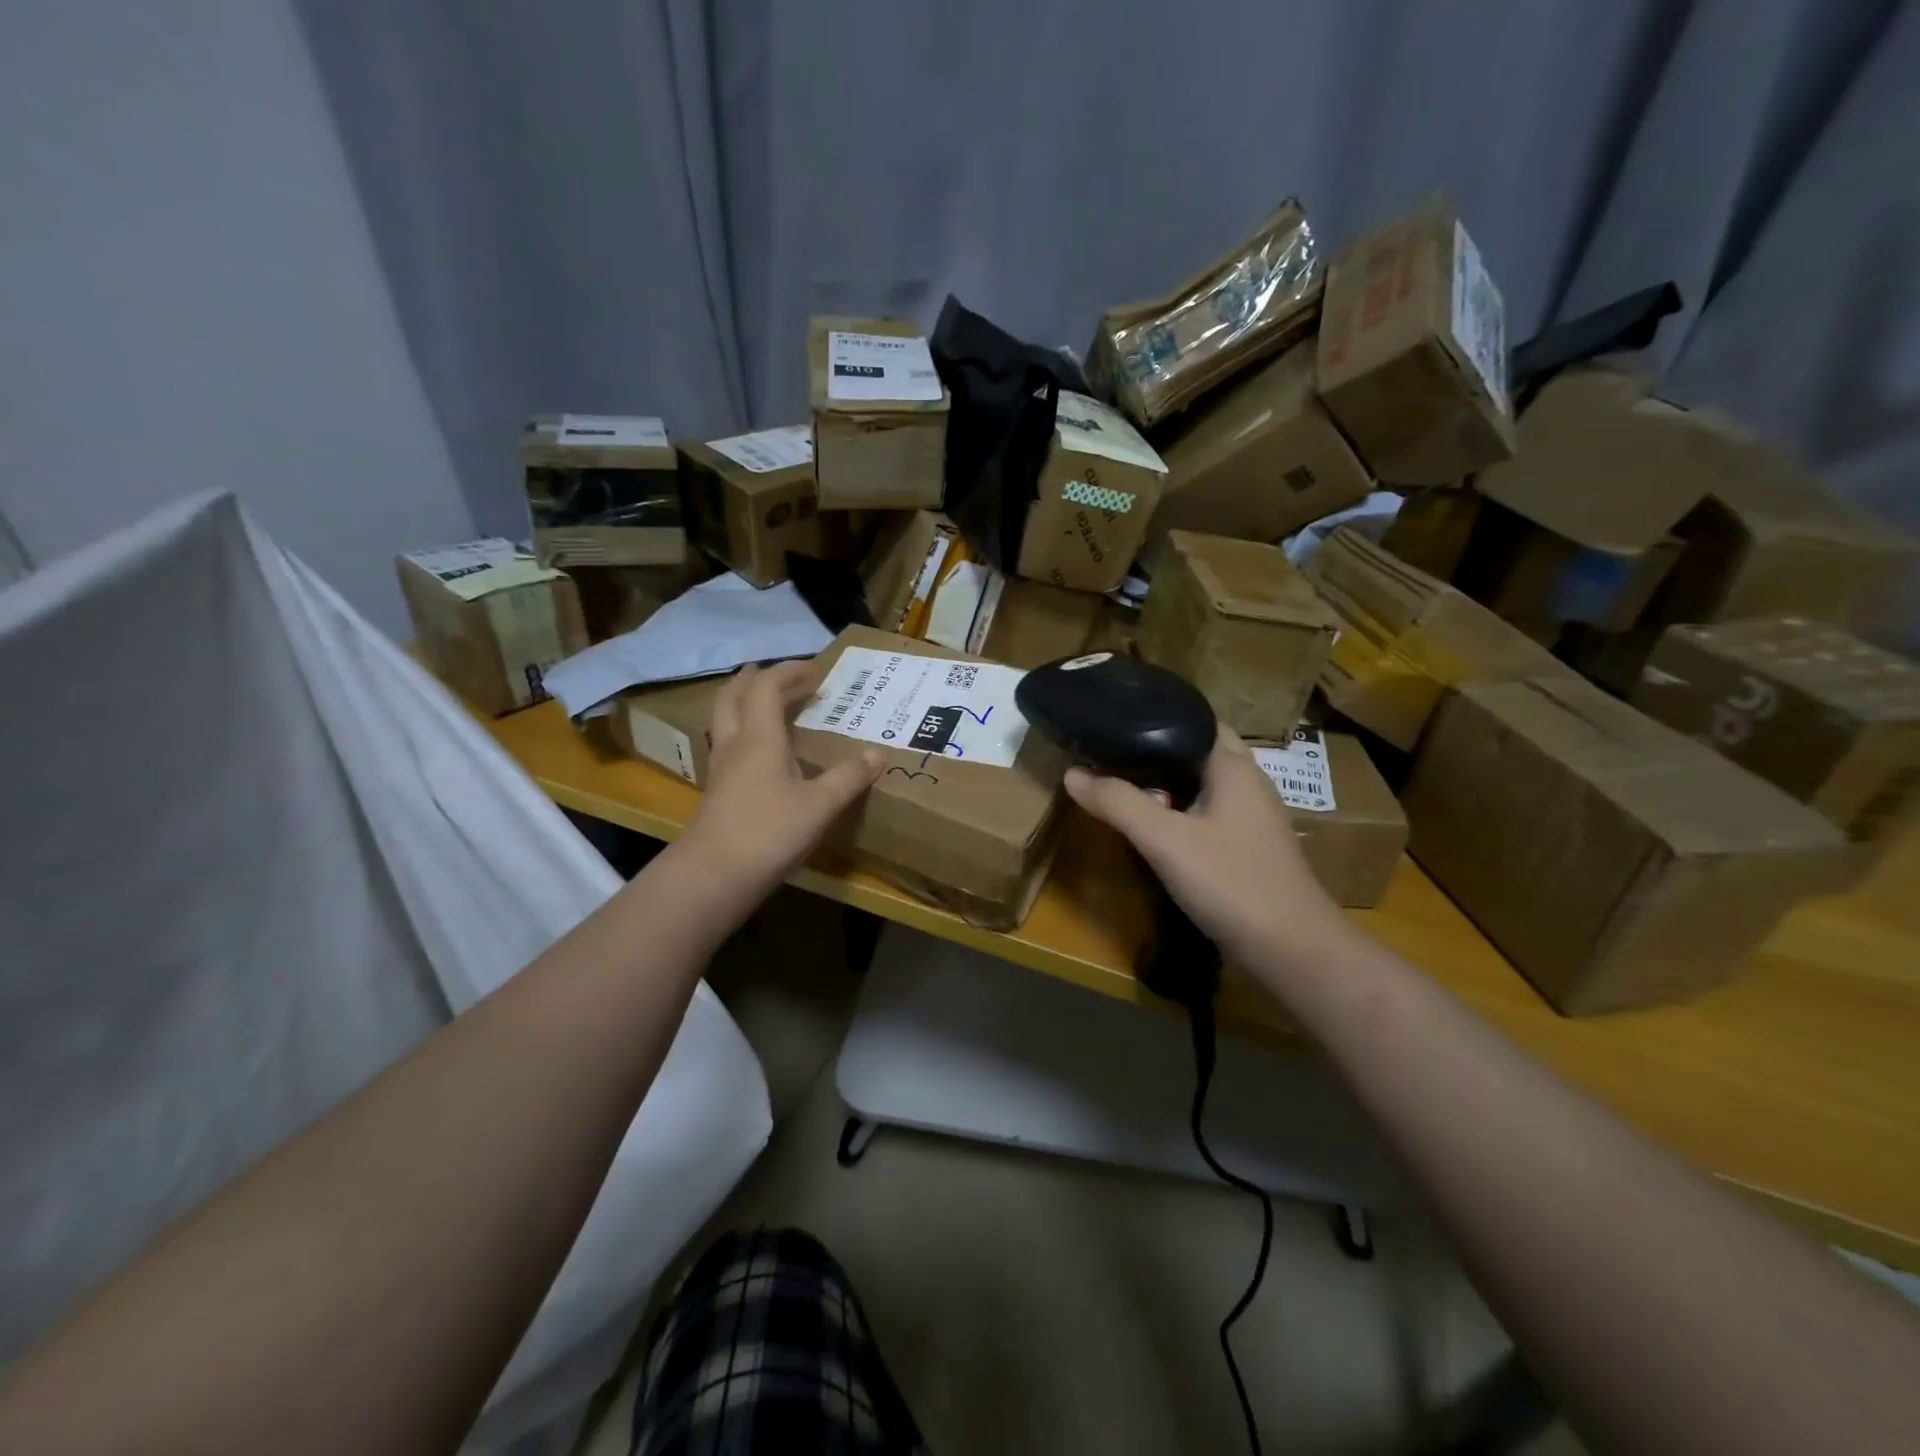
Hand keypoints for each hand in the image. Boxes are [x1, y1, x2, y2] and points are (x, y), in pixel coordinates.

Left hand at [682, 661, 881, 894]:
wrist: (715, 876)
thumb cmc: (769, 831)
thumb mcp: (820, 804)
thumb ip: (848, 777)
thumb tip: (877, 753)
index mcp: (759, 737)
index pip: (767, 688)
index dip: (788, 671)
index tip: (814, 668)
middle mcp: (735, 745)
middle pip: (733, 698)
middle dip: (753, 680)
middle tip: (773, 674)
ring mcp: (721, 770)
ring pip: (725, 722)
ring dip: (743, 705)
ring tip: (766, 707)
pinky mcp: (717, 794)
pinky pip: (728, 748)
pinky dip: (744, 736)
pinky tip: (760, 756)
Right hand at [1064, 727, 1351, 970]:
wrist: (1293, 951)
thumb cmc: (1231, 883)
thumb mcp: (1165, 841)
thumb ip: (1118, 803)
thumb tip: (1071, 773)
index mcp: (1234, 766)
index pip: (1192, 720)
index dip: (1154, 716)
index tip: (1112, 720)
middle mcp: (1248, 783)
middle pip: (1198, 751)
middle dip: (1158, 750)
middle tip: (1112, 754)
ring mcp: (1252, 817)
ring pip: (1204, 783)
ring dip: (1168, 781)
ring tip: (1124, 783)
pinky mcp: (1249, 847)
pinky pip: (1209, 812)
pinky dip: (1181, 809)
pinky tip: (1156, 827)